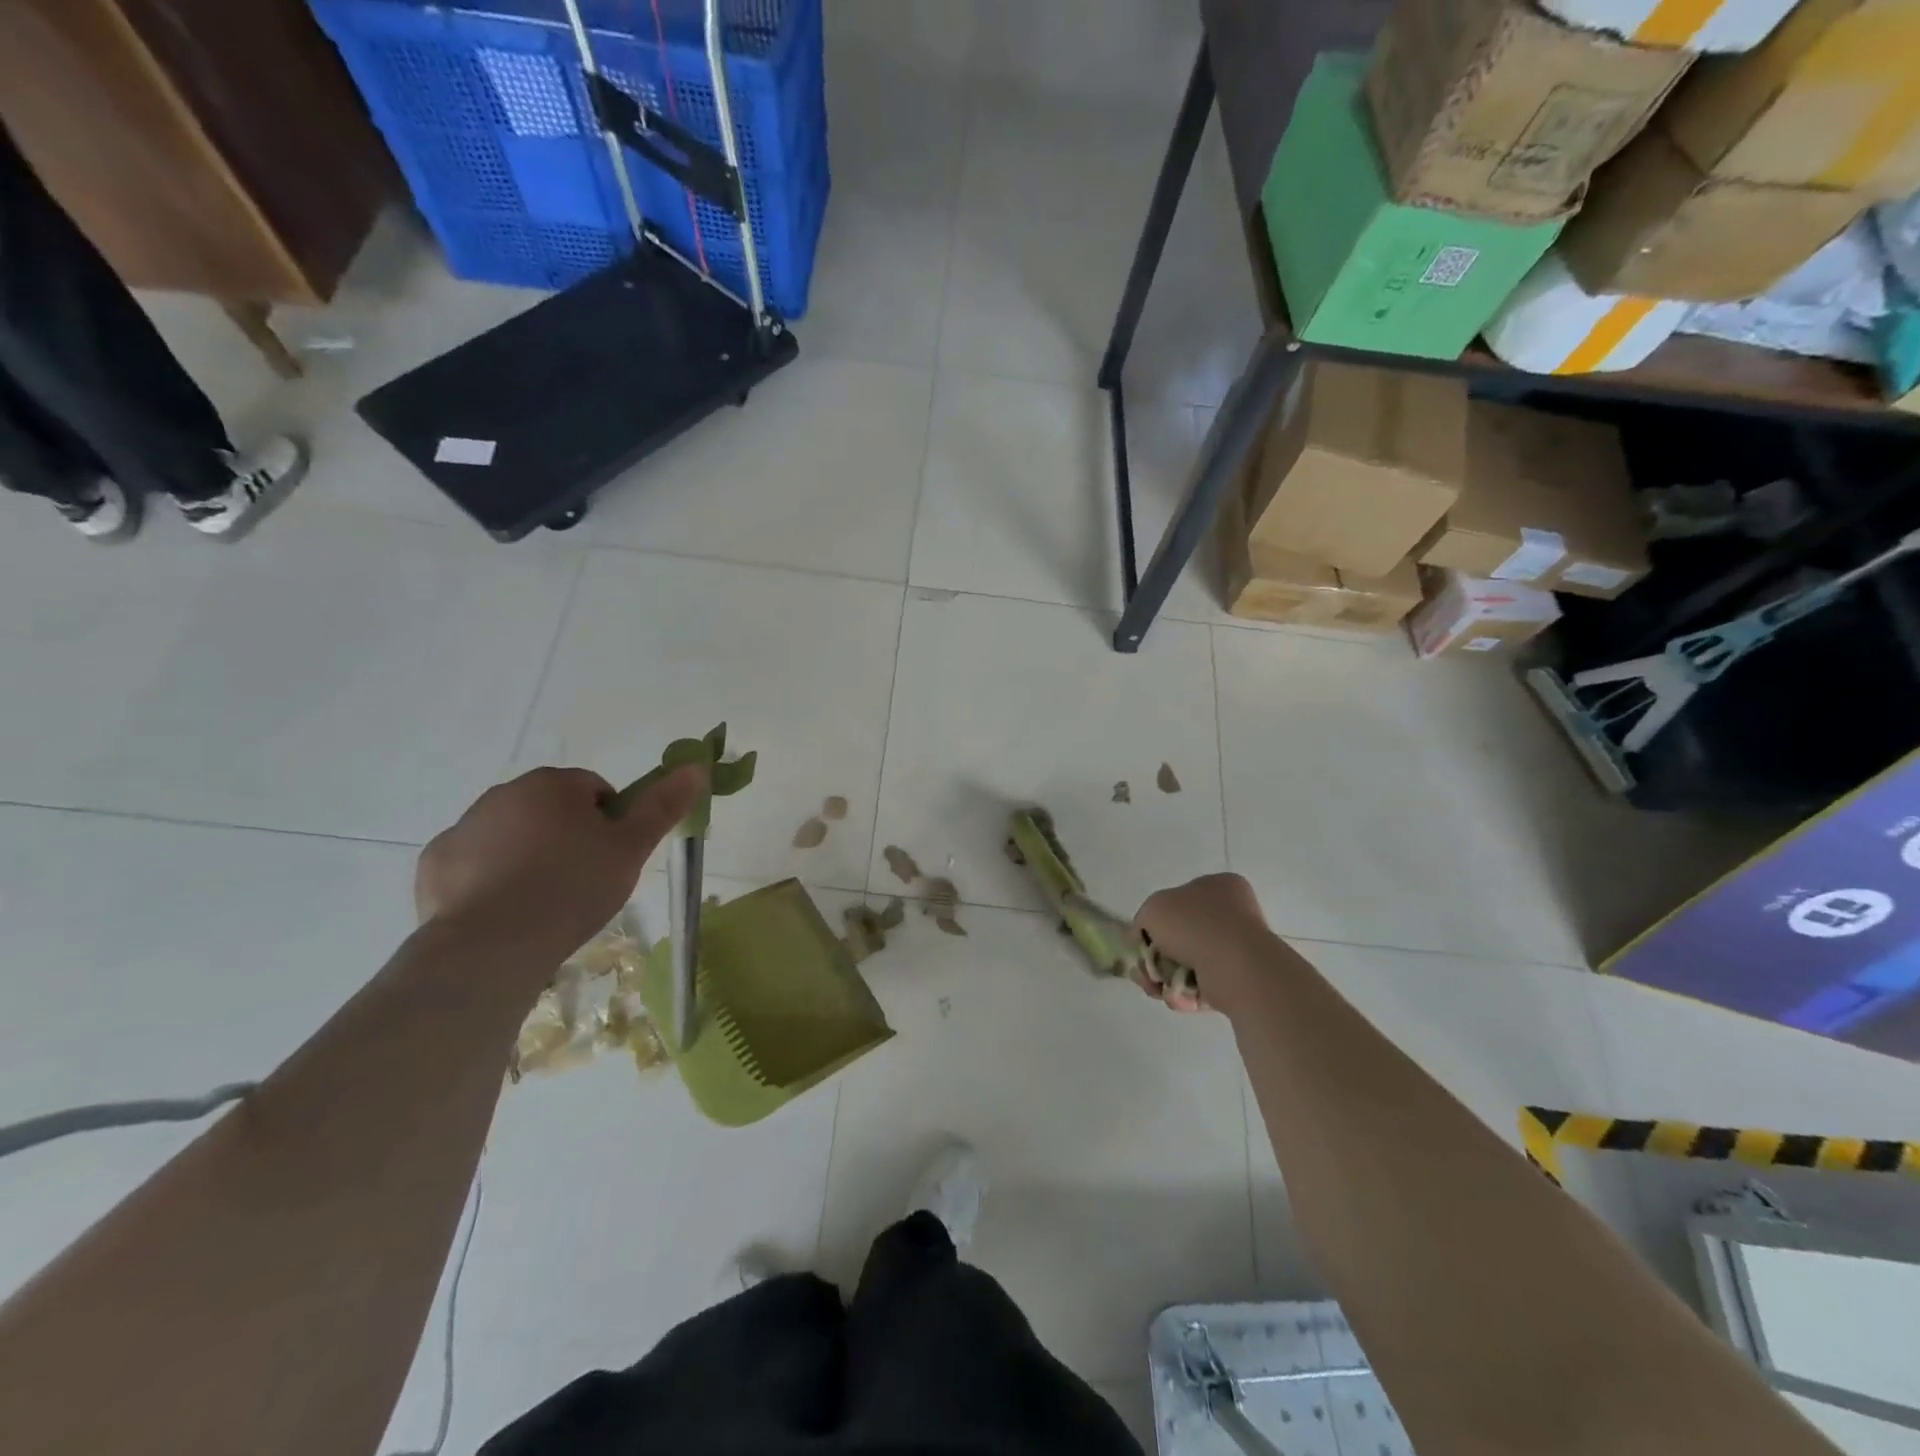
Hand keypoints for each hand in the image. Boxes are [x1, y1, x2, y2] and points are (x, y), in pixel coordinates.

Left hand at [416, 764, 703, 965]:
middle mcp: (503, 794)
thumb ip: (663, 805)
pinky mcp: (435, 864)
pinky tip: (506, 912)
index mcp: (552, 784)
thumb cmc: (572, 888)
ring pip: (512, 835)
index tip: (611, 857)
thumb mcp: (632, 848)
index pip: (594, 789)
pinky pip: (474, 863)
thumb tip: (695, 767)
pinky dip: (490, 879)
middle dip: (567, 836)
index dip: (610, 822)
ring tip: (544, 901)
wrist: (492, 946)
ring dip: (529, 855)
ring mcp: (463, 828)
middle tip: (583, 880)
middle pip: (550, 809)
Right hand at [1131, 873, 1270, 1013]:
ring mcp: (1236, 949)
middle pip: (1180, 936)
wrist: (1234, 965)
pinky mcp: (1238, 980)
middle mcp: (1231, 915)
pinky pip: (1202, 986)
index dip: (1156, 920)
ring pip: (1188, 964)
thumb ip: (1143, 919)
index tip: (1141, 938)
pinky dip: (1184, 993)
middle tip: (1143, 970)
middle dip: (1155, 957)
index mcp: (1219, 887)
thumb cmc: (1194, 924)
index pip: (1180, 899)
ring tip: (1154, 987)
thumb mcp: (1153, 908)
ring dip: (1164, 978)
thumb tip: (1140, 937)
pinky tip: (1174, 997)